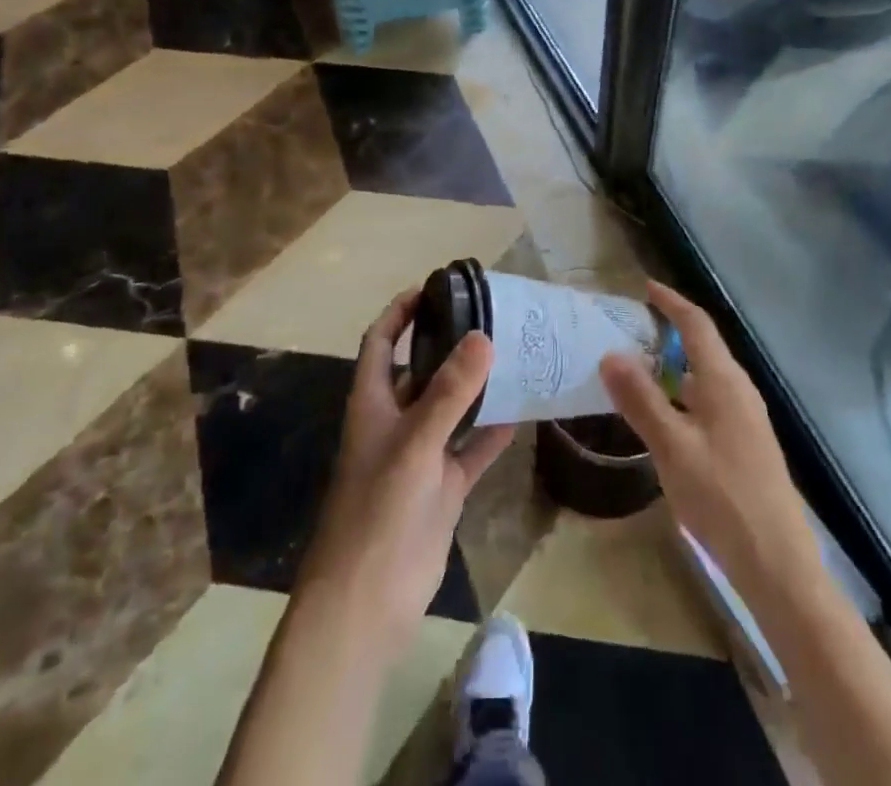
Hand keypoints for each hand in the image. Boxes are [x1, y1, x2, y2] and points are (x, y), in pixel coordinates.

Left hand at [297, 290, 513, 659]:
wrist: (367, 603)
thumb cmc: (378, 510)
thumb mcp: (414, 443)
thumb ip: (449, 392)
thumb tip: (483, 337)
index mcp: (372, 401)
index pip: (381, 340)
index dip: (400, 311)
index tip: (434, 287)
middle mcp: (395, 420)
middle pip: (421, 369)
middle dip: (449, 342)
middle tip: (491, 316)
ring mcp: (420, 455)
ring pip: (451, 407)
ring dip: (476, 385)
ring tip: (514, 353)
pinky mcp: (442, 486)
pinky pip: (472, 448)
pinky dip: (493, 431)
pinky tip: (523, 411)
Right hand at [601, 282, 817, 591]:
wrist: (778, 565)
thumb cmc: (722, 498)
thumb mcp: (672, 448)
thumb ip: (641, 399)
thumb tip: (611, 354)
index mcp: (725, 382)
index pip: (697, 325)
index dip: (671, 302)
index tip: (644, 286)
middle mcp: (739, 391)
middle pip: (703, 347)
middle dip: (669, 332)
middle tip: (629, 329)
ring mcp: (746, 419)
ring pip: (705, 377)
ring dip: (673, 366)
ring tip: (637, 369)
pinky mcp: (745, 444)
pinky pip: (709, 401)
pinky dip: (682, 394)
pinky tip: (663, 417)